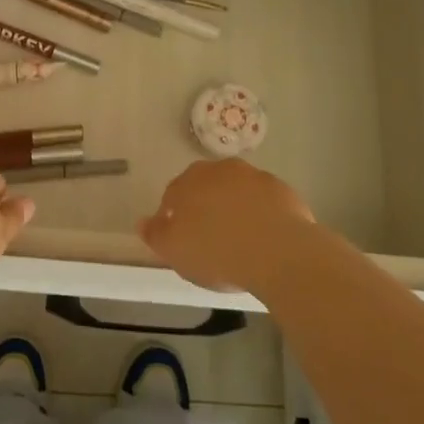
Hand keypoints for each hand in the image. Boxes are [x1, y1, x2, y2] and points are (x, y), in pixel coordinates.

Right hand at [139, 158, 315, 292]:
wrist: (279, 253)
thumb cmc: (218, 252)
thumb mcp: (176, 252)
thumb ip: (156, 235)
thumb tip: (141, 222)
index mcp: (189, 181)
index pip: (173, 195)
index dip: (174, 218)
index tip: (182, 241)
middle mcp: (220, 170)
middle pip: (206, 187)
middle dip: (205, 207)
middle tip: (210, 238)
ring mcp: (254, 177)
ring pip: (237, 191)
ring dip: (235, 207)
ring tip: (240, 239)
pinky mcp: (282, 190)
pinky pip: (265, 201)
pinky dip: (262, 213)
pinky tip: (265, 238)